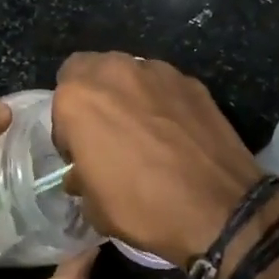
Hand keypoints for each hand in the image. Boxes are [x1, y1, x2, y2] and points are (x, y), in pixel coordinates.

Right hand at [53, 53, 271, 265]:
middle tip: (106, 131)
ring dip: (127, 94)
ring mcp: (156, 71)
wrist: (219, 208)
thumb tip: (83, 172)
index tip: (81, 152)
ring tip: (143, 129)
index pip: (60, 95)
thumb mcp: (93, 206)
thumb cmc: (143, 207)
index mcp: (78, 98)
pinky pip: (163, 85)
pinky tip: (174, 132)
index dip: (68, 126)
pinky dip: (161, 101)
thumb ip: (81, 175)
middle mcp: (114, 72)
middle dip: (94, 96)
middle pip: (92, 69)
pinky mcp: (191, 81)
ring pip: (129, 72)